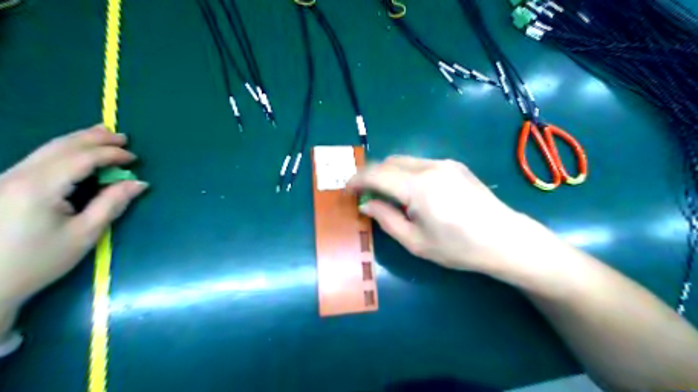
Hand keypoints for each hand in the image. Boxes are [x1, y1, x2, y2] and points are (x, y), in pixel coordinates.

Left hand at [0, 125, 145, 306]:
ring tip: (103, 135)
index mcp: (39, 187)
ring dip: (78, 140)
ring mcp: (7, 179)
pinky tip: (76, 151)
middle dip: (94, 138)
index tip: (134, 158)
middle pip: (61, 146)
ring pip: (47, 149)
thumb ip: (112, 203)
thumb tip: (138, 183)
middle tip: (122, 137)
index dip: (110, 154)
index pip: (81, 158)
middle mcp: (18, 175)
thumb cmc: (40, 260)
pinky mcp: (4, 186)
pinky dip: (64, 150)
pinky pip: (39, 159)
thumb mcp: (85, 233)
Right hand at [348, 156, 535, 274]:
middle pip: (388, 162)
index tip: (347, 191)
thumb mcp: (415, 241)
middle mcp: (429, 167)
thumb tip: (366, 204)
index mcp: (418, 187)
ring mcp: (444, 163)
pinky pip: (420, 163)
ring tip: (387, 195)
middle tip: (365, 194)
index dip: (357, 180)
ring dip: (388, 173)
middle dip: (371, 175)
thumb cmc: (458, 247)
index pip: (376, 174)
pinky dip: (405, 173)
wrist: (505, 239)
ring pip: (404, 160)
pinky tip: (412, 192)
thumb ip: (386, 219)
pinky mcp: (454, 165)